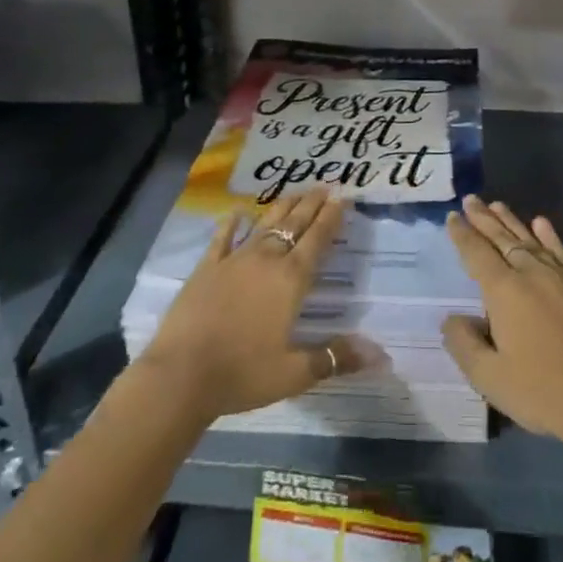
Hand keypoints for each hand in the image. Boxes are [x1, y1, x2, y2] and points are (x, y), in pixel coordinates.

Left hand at [138, 187, 356, 420]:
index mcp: (291, 281)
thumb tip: (381, 355)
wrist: (181, 375)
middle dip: (311, 204)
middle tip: (324, 186)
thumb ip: (336, 358)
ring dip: (282, 207)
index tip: (343, 198)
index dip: (332, 218)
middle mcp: (266, 260)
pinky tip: (237, 210)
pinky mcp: (207, 268)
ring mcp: (234, 260)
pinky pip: (222, 238)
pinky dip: (231, 222)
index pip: (318, 241)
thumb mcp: (295, 373)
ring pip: (264, 224)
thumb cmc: (243, 374)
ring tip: (295, 192)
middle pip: (294, 224)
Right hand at [440, 195, 562, 457]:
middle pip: (502, 238)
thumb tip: (453, 319)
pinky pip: (560, 250)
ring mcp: (562, 276)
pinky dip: (548, 235)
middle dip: (483, 218)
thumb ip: (464, 344)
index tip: (452, 216)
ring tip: (497, 205)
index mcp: (504, 291)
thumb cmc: (543, 393)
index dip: (462, 234)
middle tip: (470, 199)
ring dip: (511, 221)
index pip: (477, 253)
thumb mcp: (490, 378)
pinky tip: (541, 223)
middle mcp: (531, 273)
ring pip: (530, 239)